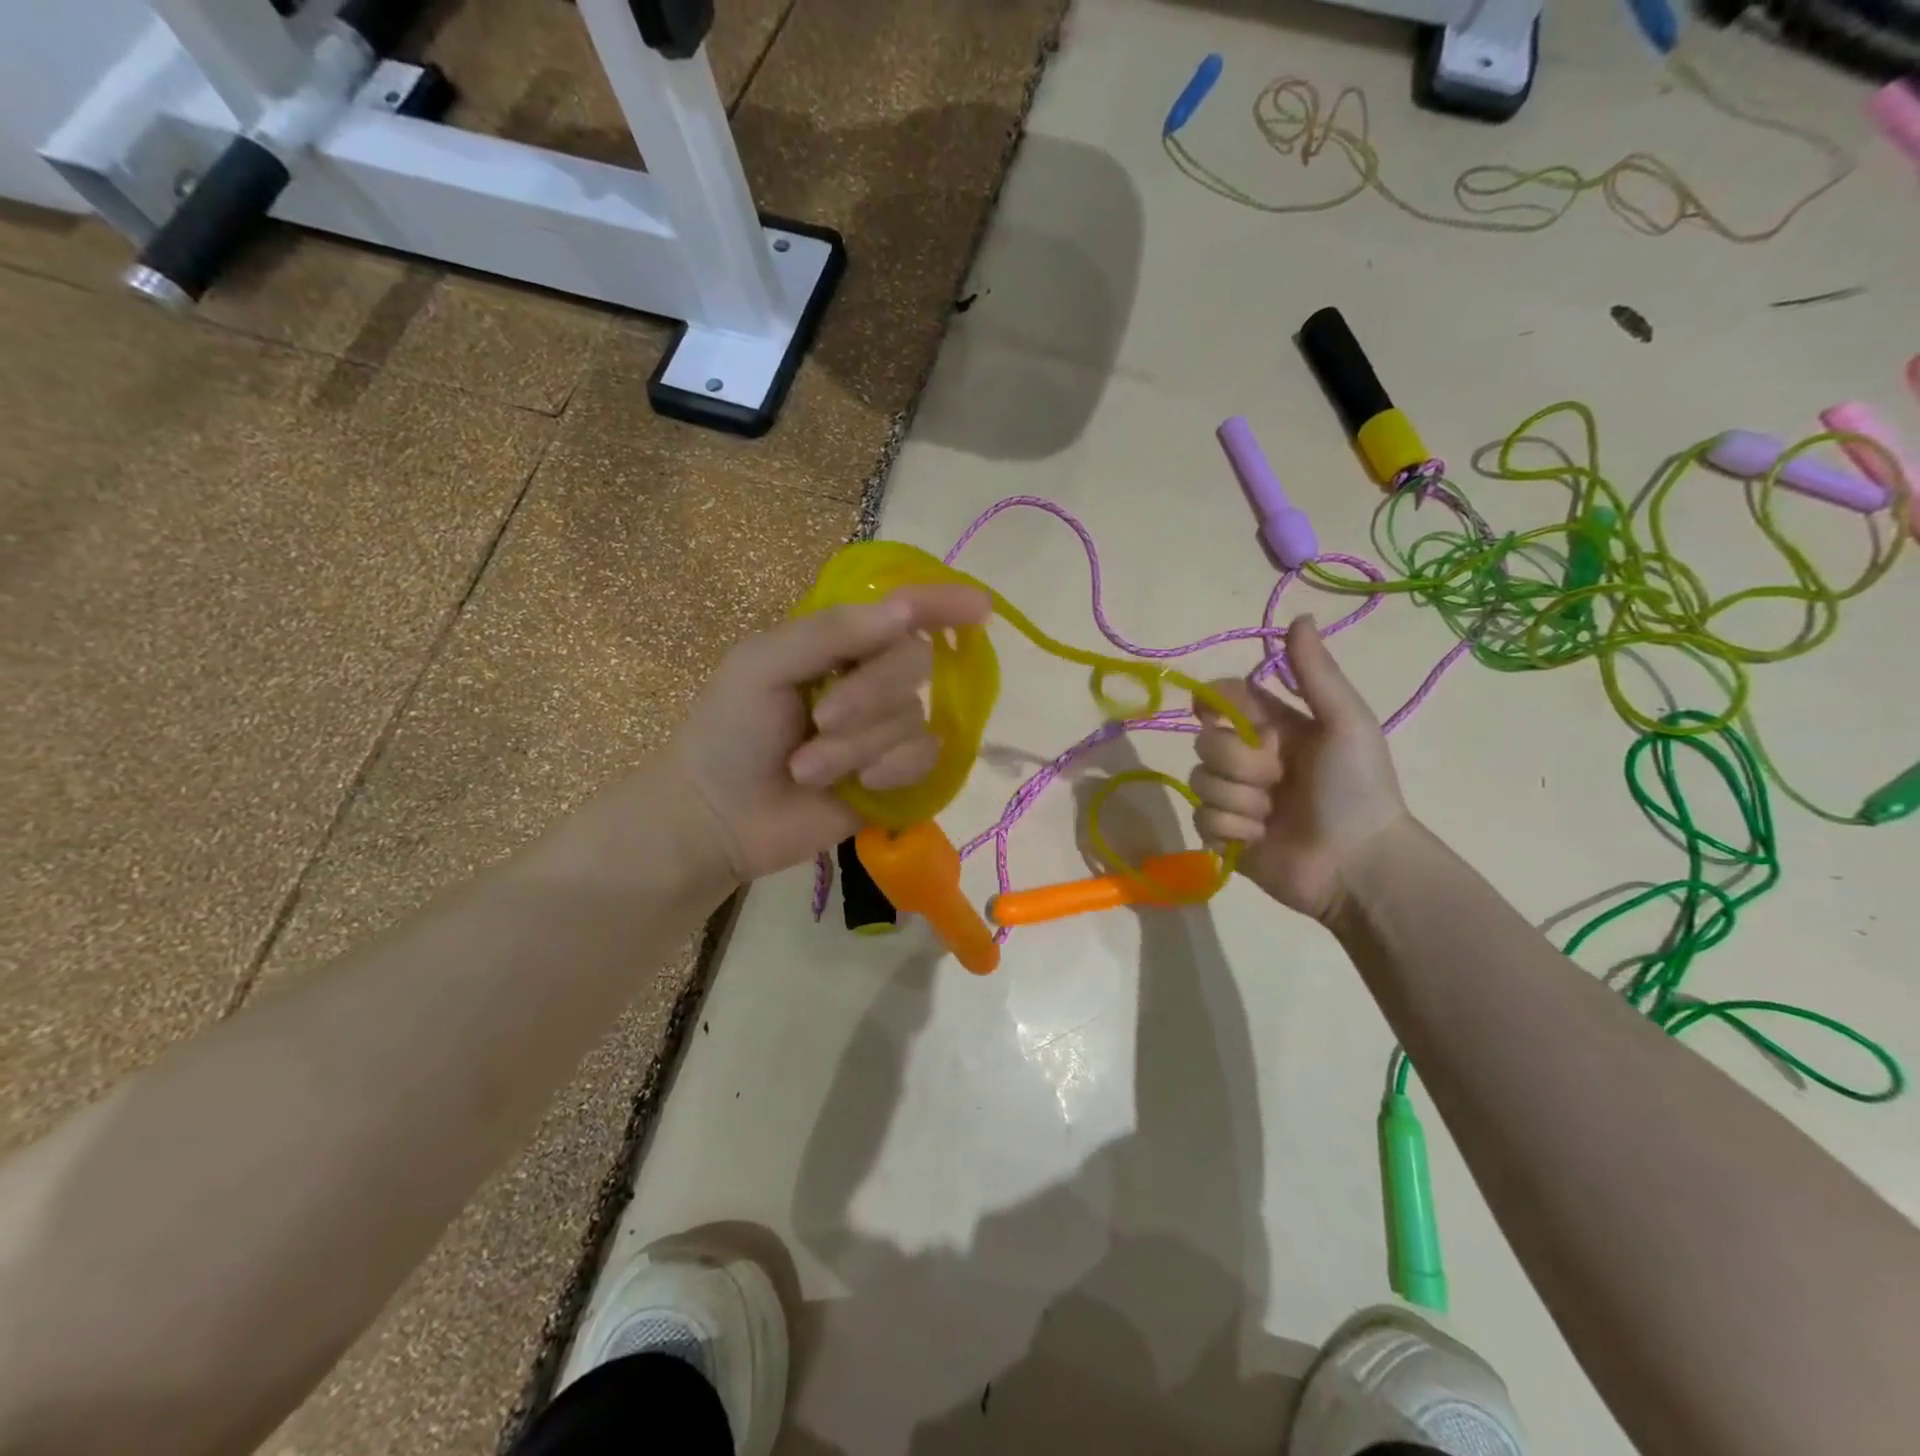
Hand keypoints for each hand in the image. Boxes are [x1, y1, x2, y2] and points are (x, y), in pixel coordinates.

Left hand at [666, 583, 992, 882]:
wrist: (718, 816)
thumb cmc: (729, 730)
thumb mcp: (763, 665)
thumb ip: (830, 633)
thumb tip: (903, 612)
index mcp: (840, 644)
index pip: (903, 613)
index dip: (942, 603)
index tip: (980, 606)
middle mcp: (872, 680)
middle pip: (915, 662)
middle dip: (868, 693)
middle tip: (819, 719)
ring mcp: (887, 730)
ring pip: (913, 717)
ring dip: (858, 744)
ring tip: (807, 768)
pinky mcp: (898, 776)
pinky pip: (925, 758)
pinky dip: (890, 769)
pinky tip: (858, 785)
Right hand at [1190, 615, 1408, 921]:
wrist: (1359, 864)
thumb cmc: (1358, 789)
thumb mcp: (1345, 723)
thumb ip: (1316, 674)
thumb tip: (1298, 617)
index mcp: (1275, 728)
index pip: (1223, 699)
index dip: (1213, 703)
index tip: (1216, 713)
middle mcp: (1250, 759)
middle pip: (1206, 743)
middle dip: (1239, 762)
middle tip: (1278, 780)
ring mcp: (1236, 798)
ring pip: (1200, 781)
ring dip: (1239, 799)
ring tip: (1273, 816)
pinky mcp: (1225, 834)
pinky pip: (1202, 818)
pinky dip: (1230, 828)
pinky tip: (1259, 838)